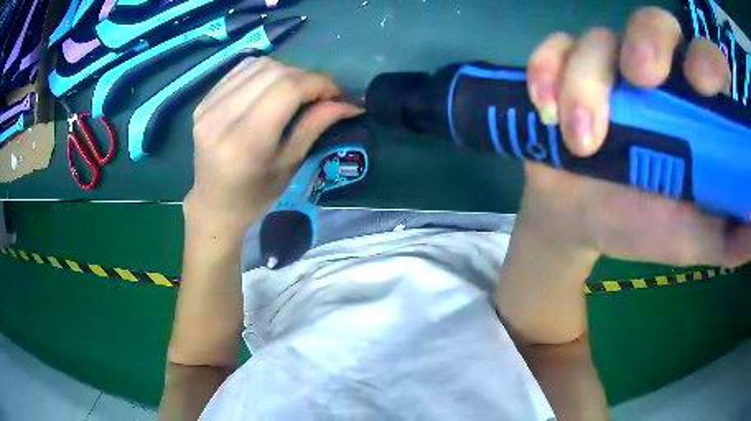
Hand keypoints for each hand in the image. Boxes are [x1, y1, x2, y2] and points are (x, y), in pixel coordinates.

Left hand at [185, 58, 361, 233]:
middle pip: (274, 73)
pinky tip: (272, 86)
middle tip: (320, 92)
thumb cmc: (256, 194)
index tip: (336, 93)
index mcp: (245, 142)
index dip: (318, 83)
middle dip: (306, 77)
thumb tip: (348, 102)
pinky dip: (264, 71)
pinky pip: (242, 69)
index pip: (287, 89)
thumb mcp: (290, 164)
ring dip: (286, 71)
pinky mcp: (204, 100)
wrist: (215, 202)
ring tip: (296, 89)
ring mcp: (208, 106)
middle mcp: (221, 117)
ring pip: (259, 65)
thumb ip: (315, 125)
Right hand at [522, 7, 750, 267]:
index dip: (707, 59)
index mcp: (691, 107)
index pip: (707, 57)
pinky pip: (553, 49)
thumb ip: (732, 235)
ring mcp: (605, 66)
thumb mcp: (696, 240)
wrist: (580, 223)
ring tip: (581, 143)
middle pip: (653, 22)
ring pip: (597, 39)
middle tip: (638, 81)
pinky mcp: (562, 70)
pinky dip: (546, 71)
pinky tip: (545, 109)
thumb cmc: (642, 227)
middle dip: (648, 42)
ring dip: (586, 84)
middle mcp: (653, 73)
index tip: (701, 85)